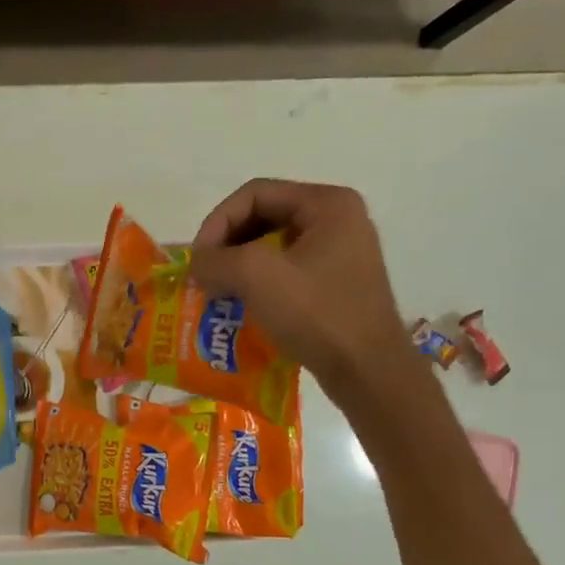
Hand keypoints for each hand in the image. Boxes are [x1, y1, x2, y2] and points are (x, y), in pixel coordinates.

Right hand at [190, 179, 417, 402]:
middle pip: (263, 217)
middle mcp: (338, 220)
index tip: (198, 259)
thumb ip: (216, 260)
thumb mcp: (258, 277)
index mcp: (328, 204)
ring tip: (216, 291)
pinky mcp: (334, 285)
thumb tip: (197, 264)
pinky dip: (256, 284)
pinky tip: (240, 306)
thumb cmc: (317, 314)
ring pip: (271, 247)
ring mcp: (339, 254)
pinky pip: (285, 272)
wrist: (367, 371)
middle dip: (227, 245)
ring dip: (238, 266)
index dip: (218, 221)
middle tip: (204, 275)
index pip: (255, 194)